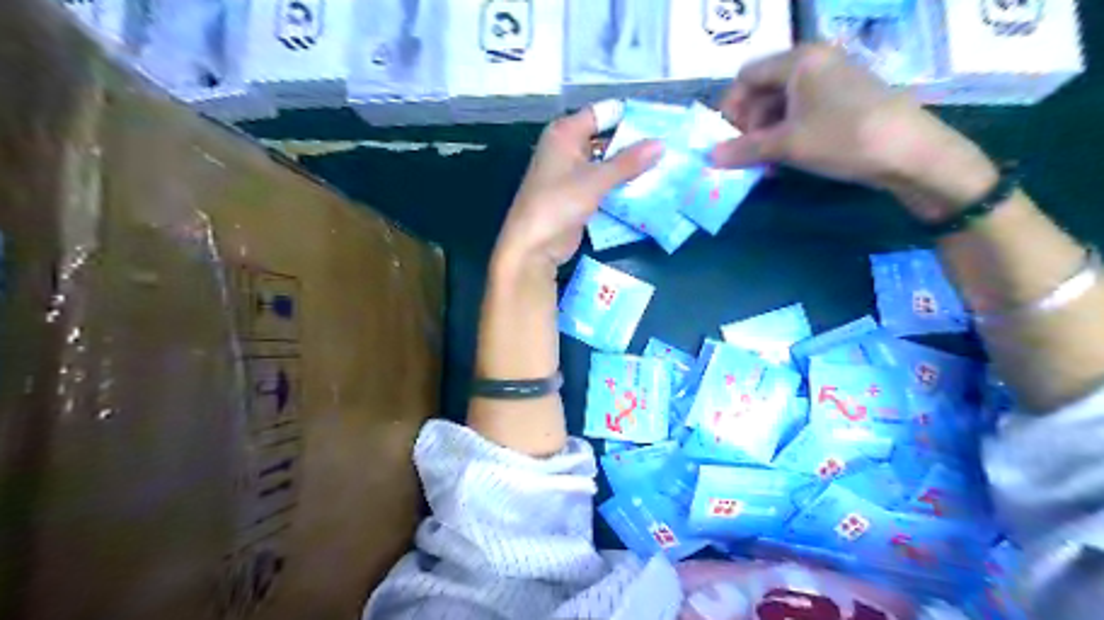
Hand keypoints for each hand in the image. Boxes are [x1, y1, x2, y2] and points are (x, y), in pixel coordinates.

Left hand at [495, 109, 662, 276]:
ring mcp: (572, 174)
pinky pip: (604, 185)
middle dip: (634, 144)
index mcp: (565, 134)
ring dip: (630, 168)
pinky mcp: (578, 196)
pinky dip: (621, 186)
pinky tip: (648, 188)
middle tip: (669, 145)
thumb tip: (661, 144)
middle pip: (606, 139)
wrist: (533, 246)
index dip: (629, 115)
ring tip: (666, 165)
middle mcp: (567, 149)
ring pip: (607, 164)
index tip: (661, 121)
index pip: (602, 113)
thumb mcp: (595, 180)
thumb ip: (628, 162)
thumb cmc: (558, 203)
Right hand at [713, 43, 997, 220]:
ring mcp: (831, 80)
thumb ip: (744, 149)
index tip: (727, 139)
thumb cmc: (842, 137)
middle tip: (745, 154)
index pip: (747, 76)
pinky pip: (802, 112)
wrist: (910, 152)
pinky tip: (785, 159)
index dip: (731, 107)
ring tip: (764, 163)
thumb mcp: (787, 145)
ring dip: (766, 133)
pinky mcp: (843, 100)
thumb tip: (709, 156)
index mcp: (799, 61)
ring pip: (781, 104)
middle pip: (763, 89)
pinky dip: (787, 133)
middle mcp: (814, 62)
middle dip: (748, 124)